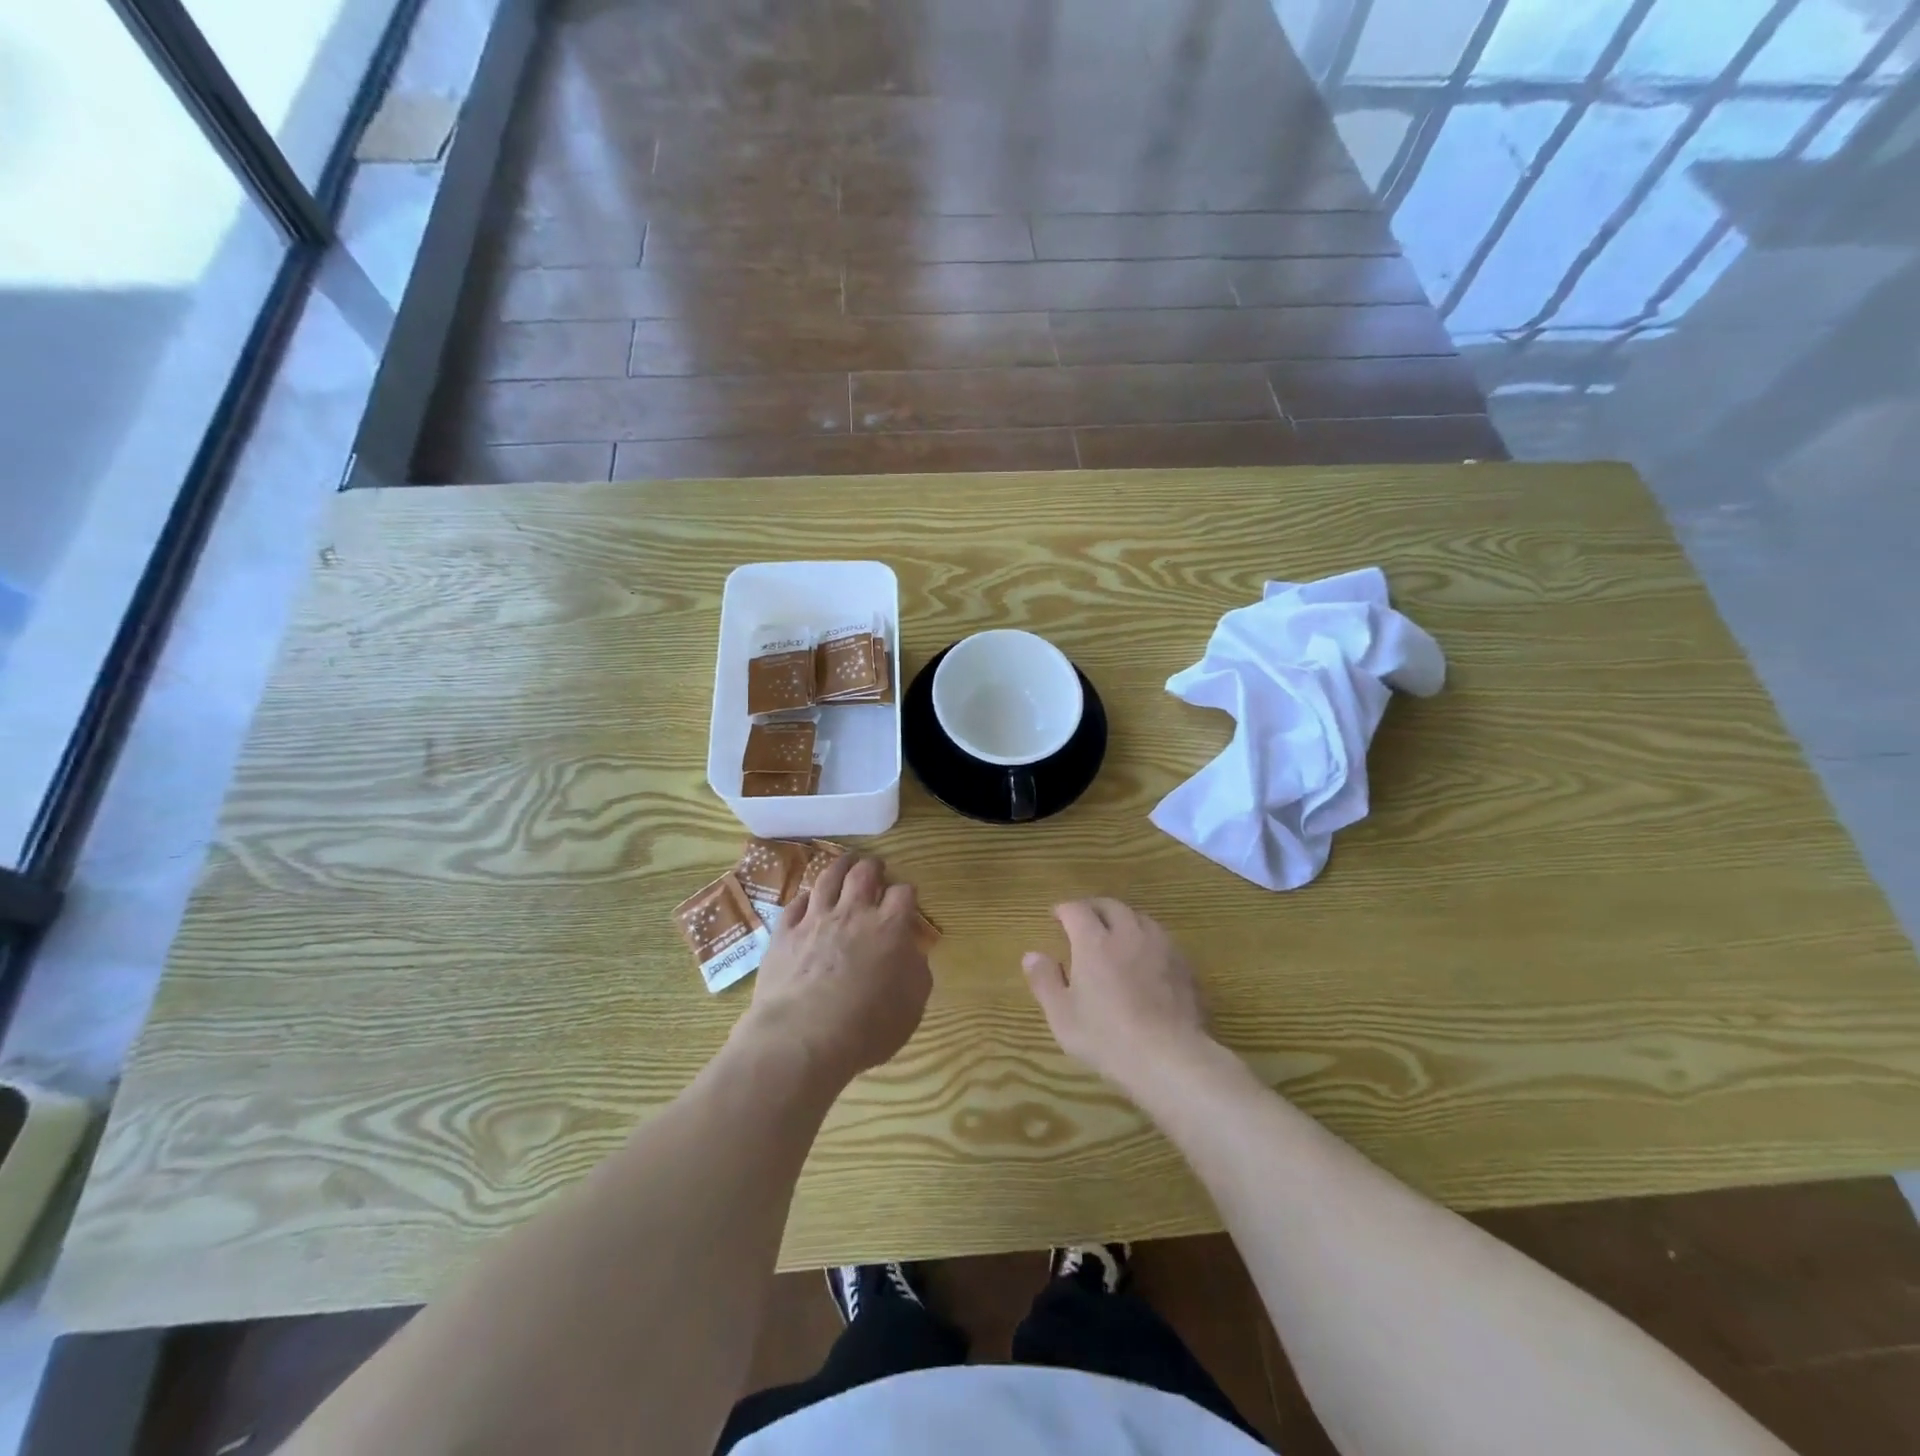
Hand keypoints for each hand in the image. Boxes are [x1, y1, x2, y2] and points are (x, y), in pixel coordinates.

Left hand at [740, 854, 930, 1086]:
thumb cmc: (866, 1028)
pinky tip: (809, 899)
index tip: (907, 898)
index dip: (907, 892)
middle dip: (873, 866)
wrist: (802, 1040)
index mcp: (889, 928)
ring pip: (828, 878)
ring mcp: (815, 920)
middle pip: (864, 874)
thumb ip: (916, 971)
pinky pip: (796, 903)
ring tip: (846, 861)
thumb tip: (910, 951)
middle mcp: (853, 914)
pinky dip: (807, 897)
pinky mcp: (784, 933)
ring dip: (840, 866)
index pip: (904, 893)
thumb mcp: (911, 1006)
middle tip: (876, 867)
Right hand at [1022, 899, 1213, 1093]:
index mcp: (1094, 942)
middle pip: (1111, 906)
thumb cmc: (1107, 1037)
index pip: (1077, 910)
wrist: (1168, 1057)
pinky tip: (1146, 957)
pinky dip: (1147, 938)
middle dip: (1094, 907)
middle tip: (1085, 919)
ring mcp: (1160, 947)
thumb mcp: (1062, 1015)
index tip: (1056, 916)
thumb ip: (1045, 981)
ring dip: (1124, 919)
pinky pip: (1162, 939)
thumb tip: (1032, 955)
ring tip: (1116, 933)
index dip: (1064, 909)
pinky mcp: (1183, 965)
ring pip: (1140, 917)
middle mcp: (1128, 934)